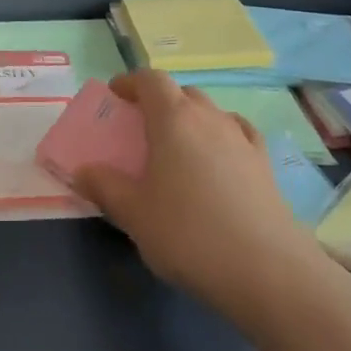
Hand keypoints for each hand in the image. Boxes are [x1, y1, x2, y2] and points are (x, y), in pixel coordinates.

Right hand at [71, 72, 311, 315]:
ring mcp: (242, 139)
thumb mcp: (134, 214)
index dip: (130, 82)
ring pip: (211, 113)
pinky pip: (237, 134)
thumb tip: (82, 171)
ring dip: (190, 119)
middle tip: (141, 126)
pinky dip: (220, 136)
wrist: (267, 271)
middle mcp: (210, 118)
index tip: (115, 94)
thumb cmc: (189, 234)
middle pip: (182, 93)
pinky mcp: (265, 165)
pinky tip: (218, 159)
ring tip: (177, 148)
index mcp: (174, 119)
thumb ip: (104, 187)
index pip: (151, 80)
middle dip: (159, 101)